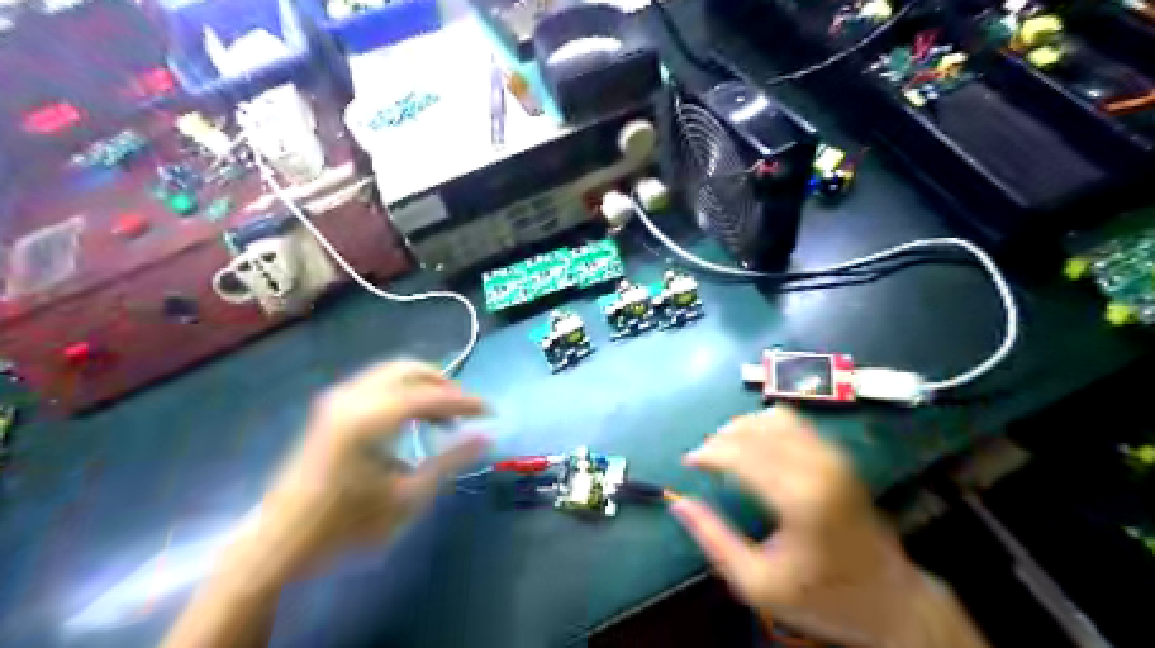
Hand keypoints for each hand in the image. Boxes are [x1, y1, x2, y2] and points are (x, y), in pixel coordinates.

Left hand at [245, 364, 488, 580]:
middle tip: (465, 411)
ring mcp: (337, 399)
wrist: (279, 543)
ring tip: (443, 416)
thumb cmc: (347, 526)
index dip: (466, 402)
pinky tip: (411, 418)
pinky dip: (402, 391)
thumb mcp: (408, 497)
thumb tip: (486, 437)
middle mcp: (352, 397)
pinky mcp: (329, 409)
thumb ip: (450, 461)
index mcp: (371, 418)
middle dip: (444, 384)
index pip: (431, 395)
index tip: (491, 412)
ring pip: (392, 372)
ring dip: (423, 386)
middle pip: (410, 370)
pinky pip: (376, 383)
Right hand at [674, 409, 931, 644]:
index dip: (708, 452)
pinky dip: (765, 424)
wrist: (892, 599)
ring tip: (724, 448)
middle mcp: (817, 466)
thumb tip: (678, 504)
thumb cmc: (822, 597)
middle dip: (721, 438)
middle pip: (755, 430)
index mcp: (798, 498)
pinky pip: (795, 421)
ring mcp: (832, 456)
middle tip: (702, 458)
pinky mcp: (838, 455)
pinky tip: (754, 443)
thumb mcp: (757, 583)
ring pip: (774, 418)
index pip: (741, 453)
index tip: (687, 462)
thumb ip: (714, 540)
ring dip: (742, 427)